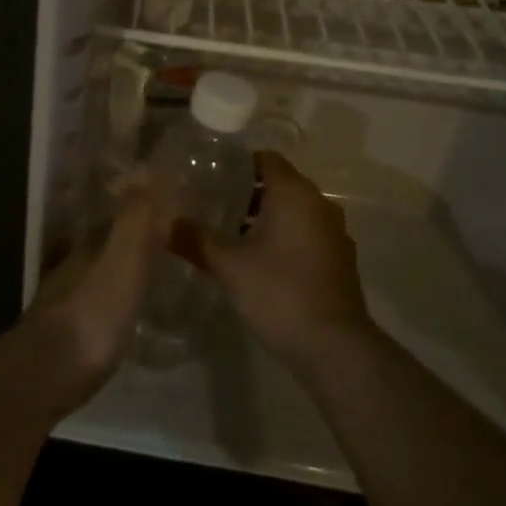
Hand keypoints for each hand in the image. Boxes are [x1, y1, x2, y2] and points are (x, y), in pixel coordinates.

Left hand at [24, 182, 161, 405]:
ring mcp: (69, 296)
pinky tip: (129, 309)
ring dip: (126, 267)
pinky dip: (116, 296)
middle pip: (110, 242)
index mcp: (92, 244)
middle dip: (137, 237)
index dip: (147, 210)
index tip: (175, 209)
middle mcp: (77, 263)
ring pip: (102, 270)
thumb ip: (135, 219)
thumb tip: (145, 168)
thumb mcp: (123, 261)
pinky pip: (99, 300)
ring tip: (157, 273)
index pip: (122, 215)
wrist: (48, 371)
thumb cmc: (93, 312)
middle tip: (172, 241)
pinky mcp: (69, 329)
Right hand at [205, 152, 373, 371]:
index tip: (212, 177)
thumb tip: (165, 224)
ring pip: (295, 212)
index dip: (238, 164)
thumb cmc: (278, 292)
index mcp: (294, 193)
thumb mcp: (228, 265)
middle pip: (280, 184)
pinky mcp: (340, 260)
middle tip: (214, 206)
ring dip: (267, 218)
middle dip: (248, 193)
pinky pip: (307, 234)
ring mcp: (334, 233)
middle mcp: (319, 204)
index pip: (266, 159)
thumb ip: (196, 239)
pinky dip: (285, 238)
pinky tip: (261, 262)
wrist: (334, 346)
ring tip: (232, 236)